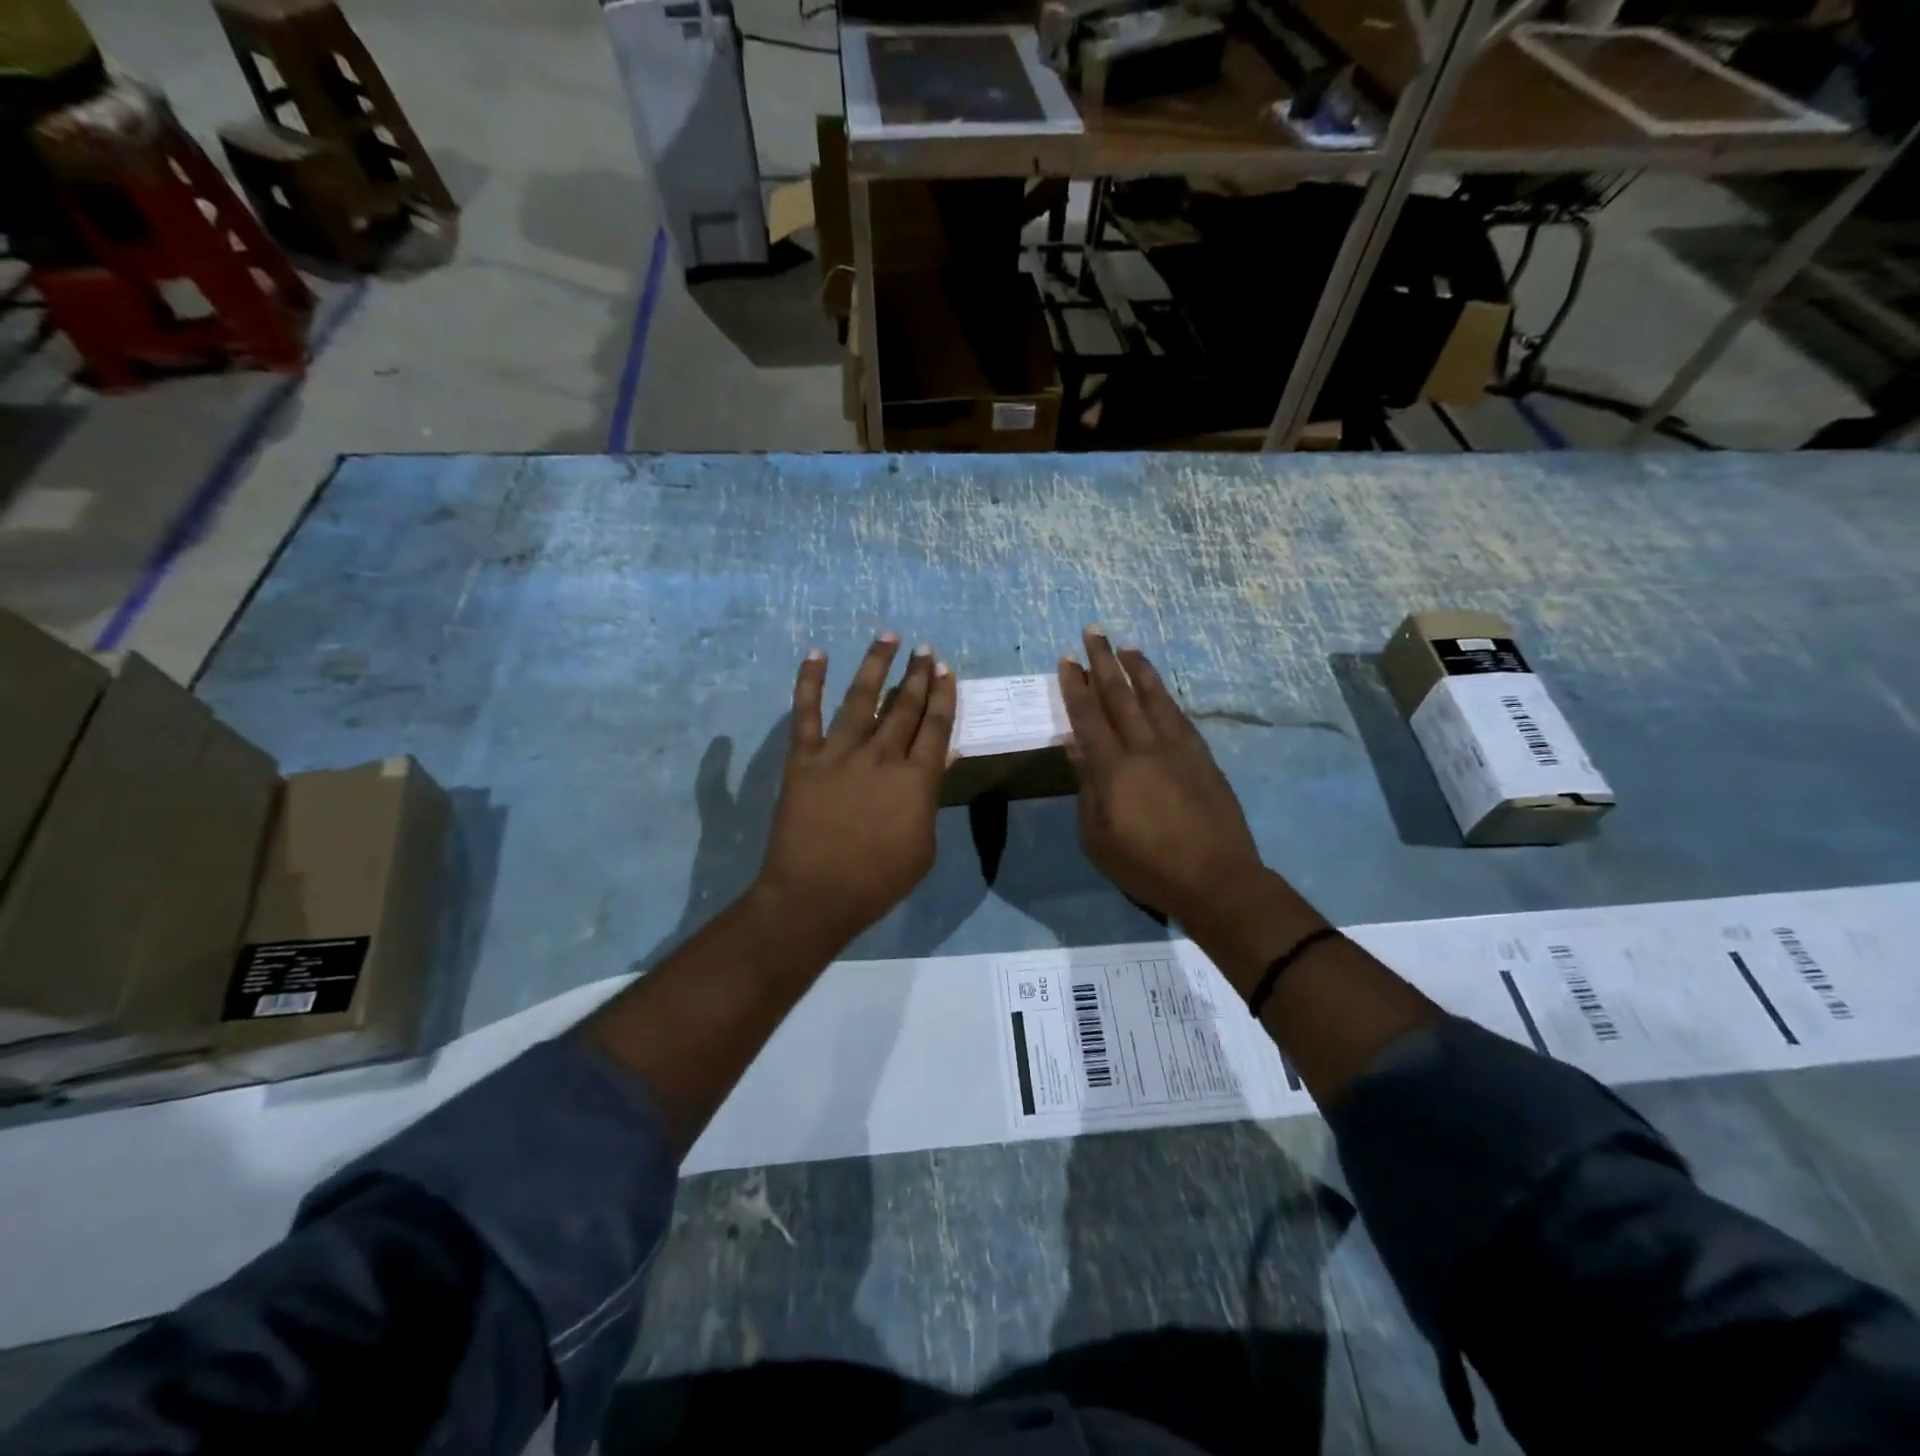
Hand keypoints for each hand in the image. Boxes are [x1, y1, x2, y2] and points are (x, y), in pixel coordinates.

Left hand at [756, 634, 956, 946]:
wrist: (816, 895)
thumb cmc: (878, 880)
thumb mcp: (924, 846)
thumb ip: (931, 800)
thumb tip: (943, 760)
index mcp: (916, 780)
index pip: (936, 727)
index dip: (943, 696)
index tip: (946, 670)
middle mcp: (882, 756)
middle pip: (905, 706)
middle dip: (918, 674)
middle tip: (925, 649)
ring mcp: (840, 752)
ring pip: (862, 697)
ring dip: (877, 664)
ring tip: (888, 636)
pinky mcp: (804, 757)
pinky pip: (806, 712)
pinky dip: (809, 681)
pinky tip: (817, 654)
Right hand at [1058, 628, 1265, 928]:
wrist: (1217, 879)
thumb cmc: (1146, 866)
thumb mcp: (1098, 837)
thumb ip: (1087, 788)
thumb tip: (1076, 747)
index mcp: (1114, 769)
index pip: (1089, 717)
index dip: (1075, 687)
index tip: (1067, 660)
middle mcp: (1146, 748)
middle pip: (1121, 696)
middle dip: (1104, 662)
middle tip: (1093, 631)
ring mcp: (1179, 749)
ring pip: (1155, 698)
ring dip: (1139, 669)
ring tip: (1128, 646)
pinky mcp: (1203, 757)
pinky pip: (1179, 716)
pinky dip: (1165, 696)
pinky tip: (1160, 689)